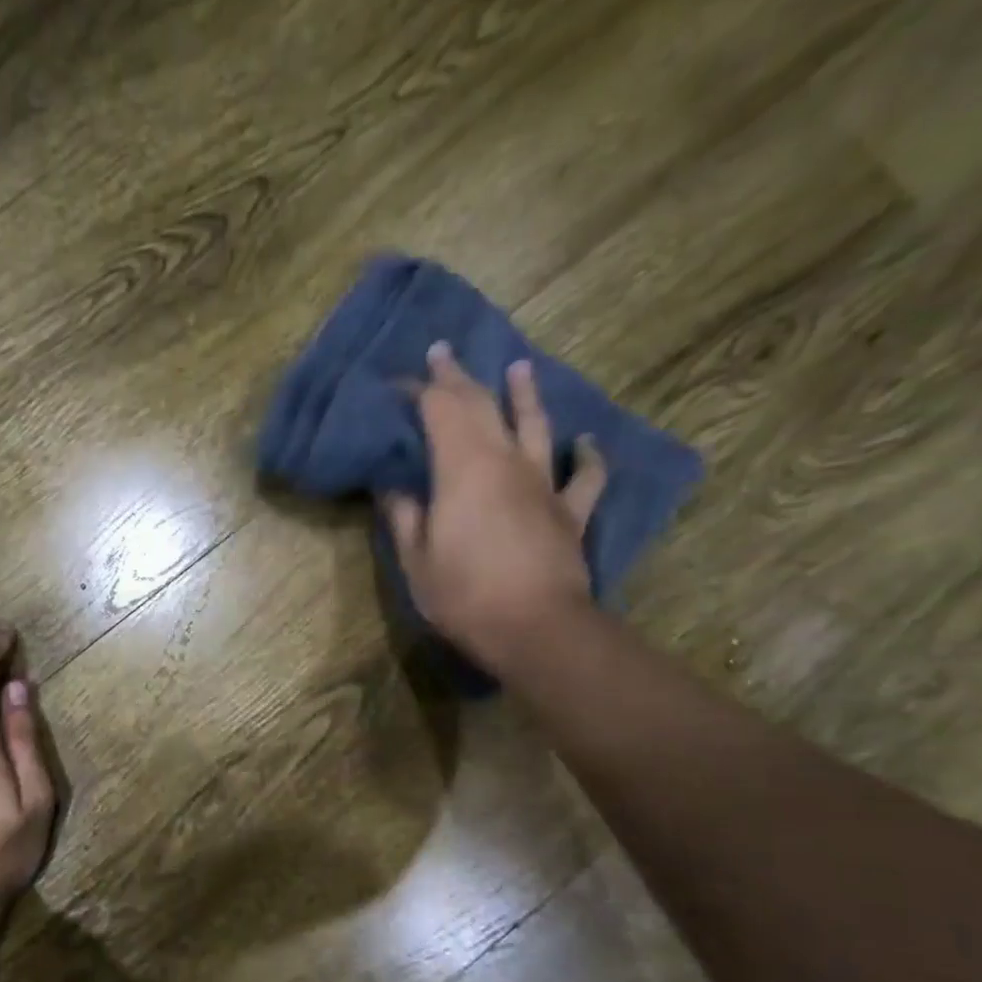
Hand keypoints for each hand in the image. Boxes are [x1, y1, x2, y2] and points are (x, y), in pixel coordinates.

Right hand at [382, 343, 607, 665]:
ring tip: (519, 367)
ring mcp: (544, 484)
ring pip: (536, 425)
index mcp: (463, 470)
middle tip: (443, 352)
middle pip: (482, 407)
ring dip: (525, 394)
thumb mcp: (416, 561)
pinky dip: (587, 456)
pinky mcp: (570, 512)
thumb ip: (405, 517)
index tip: (398, 382)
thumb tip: (394, 487)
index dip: (419, 392)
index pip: (439, 412)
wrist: (536, 628)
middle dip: (459, 378)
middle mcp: (506, 462)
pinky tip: (586, 442)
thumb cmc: (464, 595)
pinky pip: (585, 476)